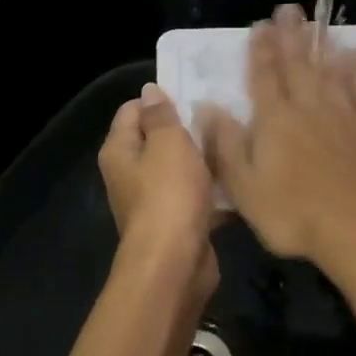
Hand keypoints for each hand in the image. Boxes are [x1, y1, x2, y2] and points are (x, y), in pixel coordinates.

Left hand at [98, 82, 218, 295]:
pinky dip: (210, 189)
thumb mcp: (168, 144)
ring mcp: (151, 200)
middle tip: (219, 116)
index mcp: (119, 151)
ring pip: (178, 168)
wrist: (175, 265)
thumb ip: (160, 115)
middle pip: (156, 139)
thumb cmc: (168, 195)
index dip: (161, 100)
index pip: (132, 110)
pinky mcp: (175, 222)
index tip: (194, 94)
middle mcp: (129, 174)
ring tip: (232, 143)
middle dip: (186, 128)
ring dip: (202, 159)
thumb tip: (149, 90)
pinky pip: (193, 195)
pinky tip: (235, 178)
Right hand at [197, 5, 355, 270]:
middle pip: (298, 64)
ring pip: (331, 71)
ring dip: (322, 46)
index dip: (260, 50)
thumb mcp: (244, 187)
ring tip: (317, 25)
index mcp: (275, 120)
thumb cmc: (295, 214)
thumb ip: (225, 144)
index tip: (259, 25)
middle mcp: (309, 107)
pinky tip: (355, 57)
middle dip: (290, 36)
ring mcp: (346, 115)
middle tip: (288, 9)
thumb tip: (206, 105)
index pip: (264, 76)